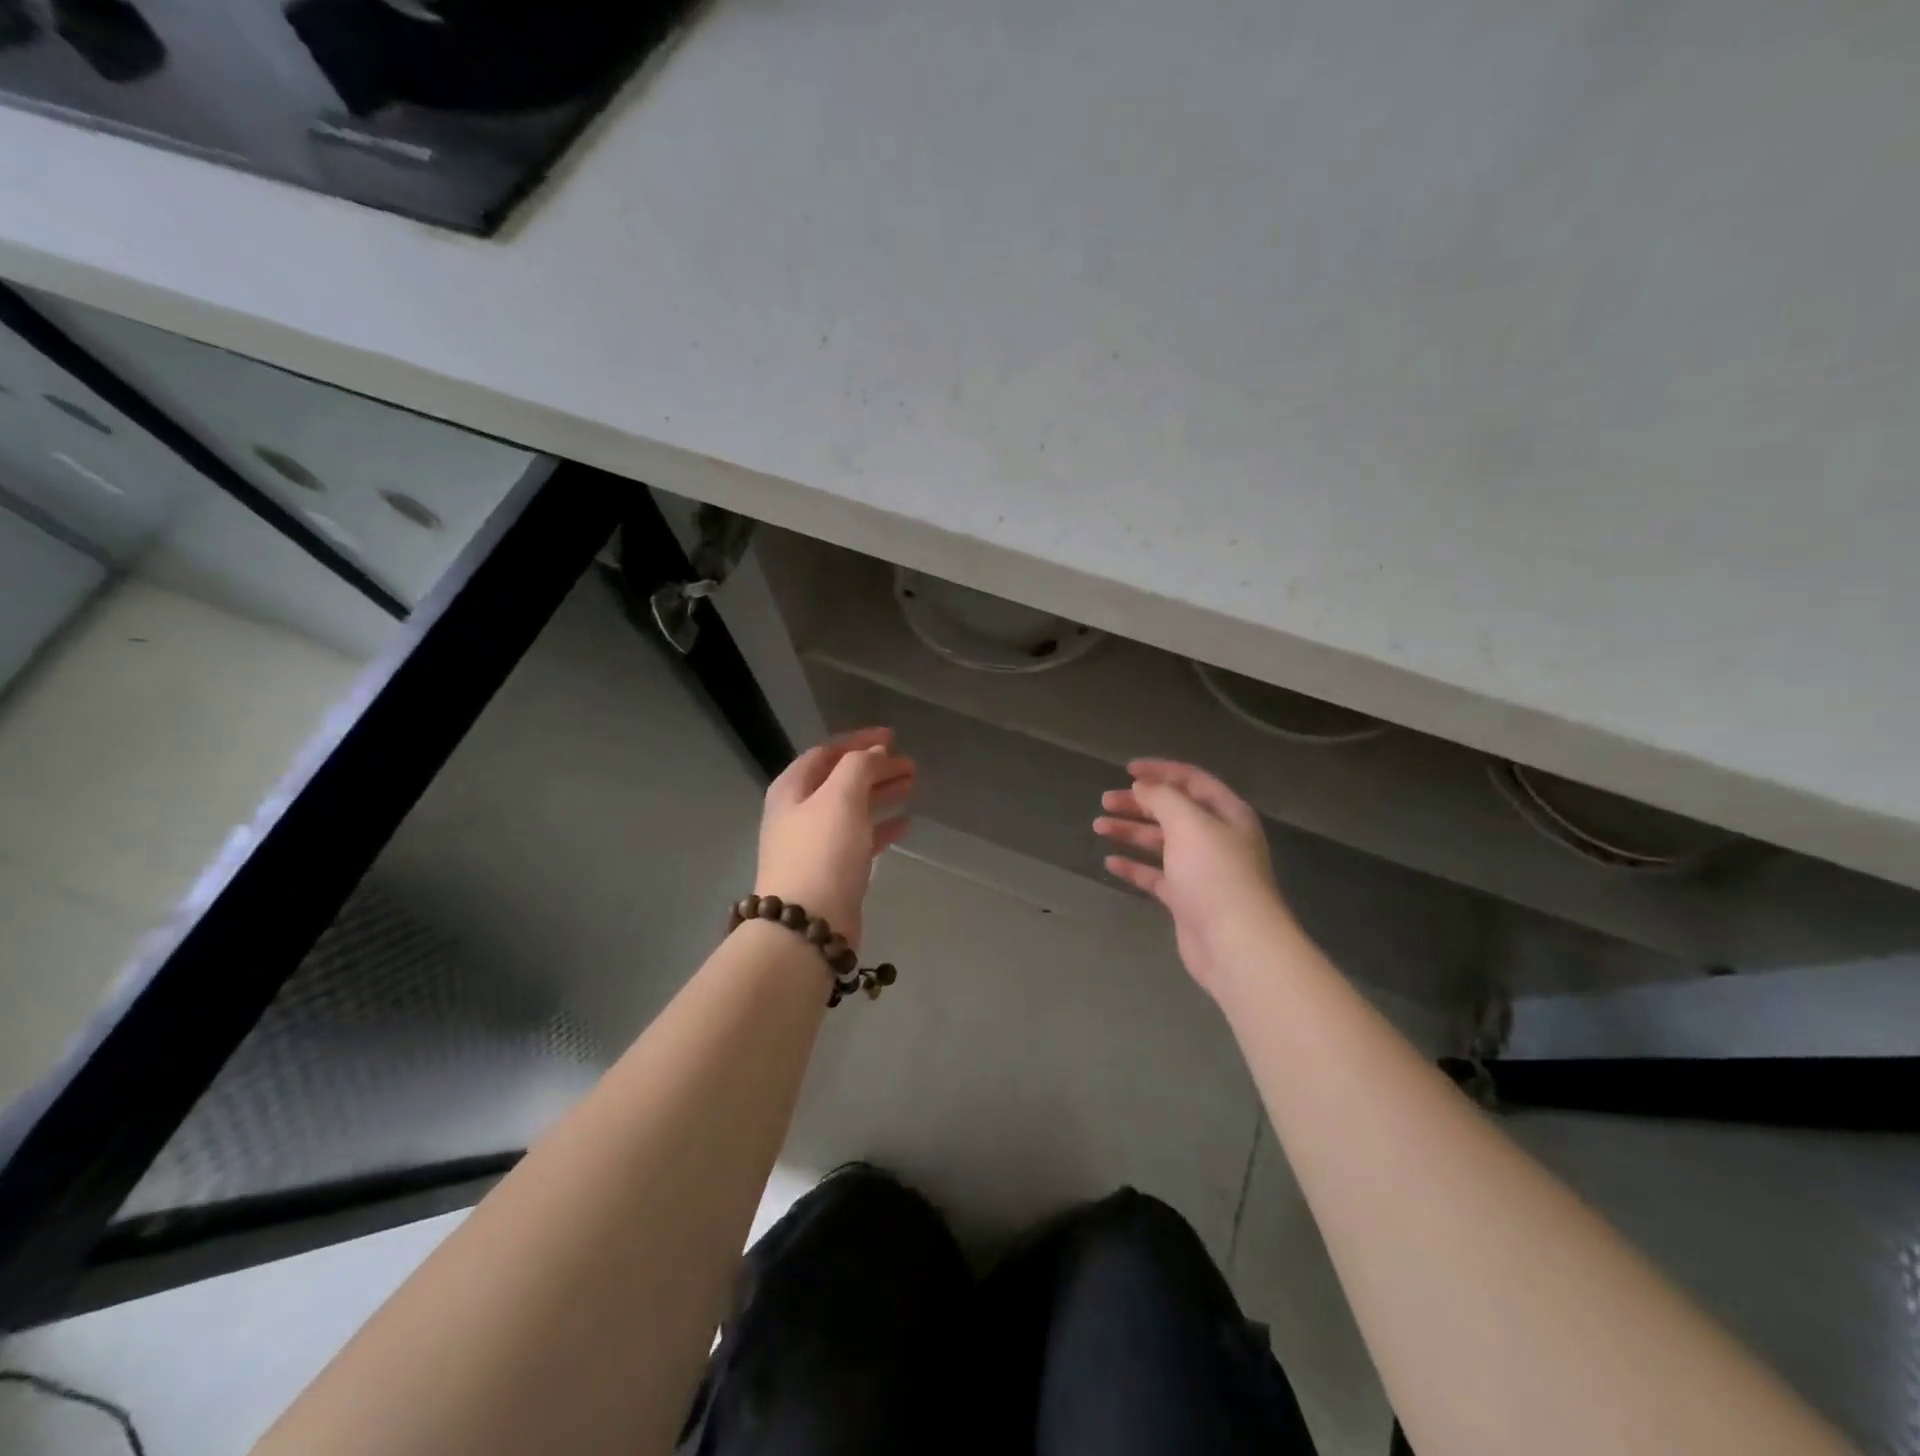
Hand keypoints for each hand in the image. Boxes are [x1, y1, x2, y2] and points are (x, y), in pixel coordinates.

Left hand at [757, 727, 914, 948]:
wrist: (807, 927)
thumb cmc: (822, 853)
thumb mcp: (840, 798)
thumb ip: (858, 767)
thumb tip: (874, 752)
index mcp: (792, 789)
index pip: (826, 752)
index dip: (859, 741)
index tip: (892, 737)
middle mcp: (799, 812)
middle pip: (841, 780)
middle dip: (875, 768)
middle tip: (910, 764)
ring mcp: (815, 844)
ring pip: (853, 808)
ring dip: (881, 793)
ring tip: (912, 784)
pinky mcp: (833, 871)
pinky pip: (860, 838)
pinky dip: (881, 826)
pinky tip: (905, 823)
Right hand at [1094, 759, 1295, 995]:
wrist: (1236, 944)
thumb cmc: (1215, 874)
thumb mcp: (1189, 824)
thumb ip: (1163, 798)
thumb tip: (1143, 788)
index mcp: (1227, 813)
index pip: (1191, 780)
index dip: (1160, 771)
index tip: (1127, 770)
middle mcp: (1216, 838)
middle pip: (1173, 811)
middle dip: (1139, 803)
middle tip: (1105, 800)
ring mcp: (1201, 870)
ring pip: (1161, 842)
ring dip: (1131, 831)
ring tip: (1099, 826)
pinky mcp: (1187, 899)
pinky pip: (1156, 875)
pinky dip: (1134, 866)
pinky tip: (1110, 862)